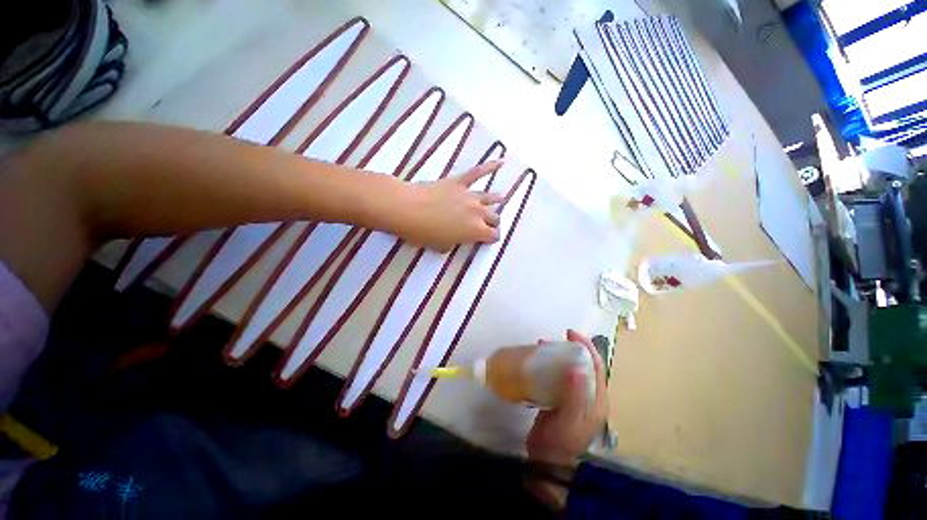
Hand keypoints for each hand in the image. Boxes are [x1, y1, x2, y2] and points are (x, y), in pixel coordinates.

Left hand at [389, 161, 504, 251]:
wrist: (407, 209)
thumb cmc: (423, 232)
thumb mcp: (441, 246)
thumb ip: (455, 243)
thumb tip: (456, 239)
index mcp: (475, 231)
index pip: (493, 235)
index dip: (491, 238)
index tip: (487, 239)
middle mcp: (478, 212)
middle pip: (494, 217)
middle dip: (492, 222)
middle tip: (487, 224)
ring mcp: (470, 195)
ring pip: (490, 197)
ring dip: (497, 199)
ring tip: (502, 198)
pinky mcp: (459, 182)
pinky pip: (477, 172)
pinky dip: (490, 166)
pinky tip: (501, 161)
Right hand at [526, 329, 607, 467]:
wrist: (547, 462)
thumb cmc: (561, 443)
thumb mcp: (570, 421)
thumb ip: (575, 396)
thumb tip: (576, 368)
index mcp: (596, 400)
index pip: (596, 366)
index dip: (586, 347)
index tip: (571, 332)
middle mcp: (587, 396)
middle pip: (583, 365)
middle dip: (571, 348)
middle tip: (553, 339)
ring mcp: (573, 398)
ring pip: (569, 369)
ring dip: (558, 355)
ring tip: (543, 347)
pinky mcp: (558, 399)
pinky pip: (556, 376)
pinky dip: (549, 366)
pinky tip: (537, 363)